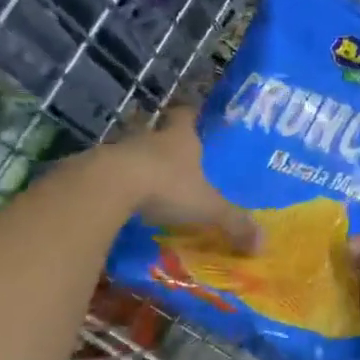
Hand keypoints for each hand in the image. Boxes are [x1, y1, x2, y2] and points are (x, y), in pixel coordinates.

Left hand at [107, 106, 257, 251]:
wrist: (108, 186)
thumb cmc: (167, 185)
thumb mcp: (208, 207)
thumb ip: (234, 223)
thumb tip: (262, 244)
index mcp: (181, 137)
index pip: (187, 115)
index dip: (193, 116)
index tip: (197, 119)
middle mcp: (151, 137)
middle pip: (161, 135)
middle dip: (171, 148)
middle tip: (183, 164)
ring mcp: (121, 151)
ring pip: (137, 154)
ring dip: (145, 167)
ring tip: (156, 188)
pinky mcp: (97, 169)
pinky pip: (115, 175)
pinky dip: (123, 186)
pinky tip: (129, 204)